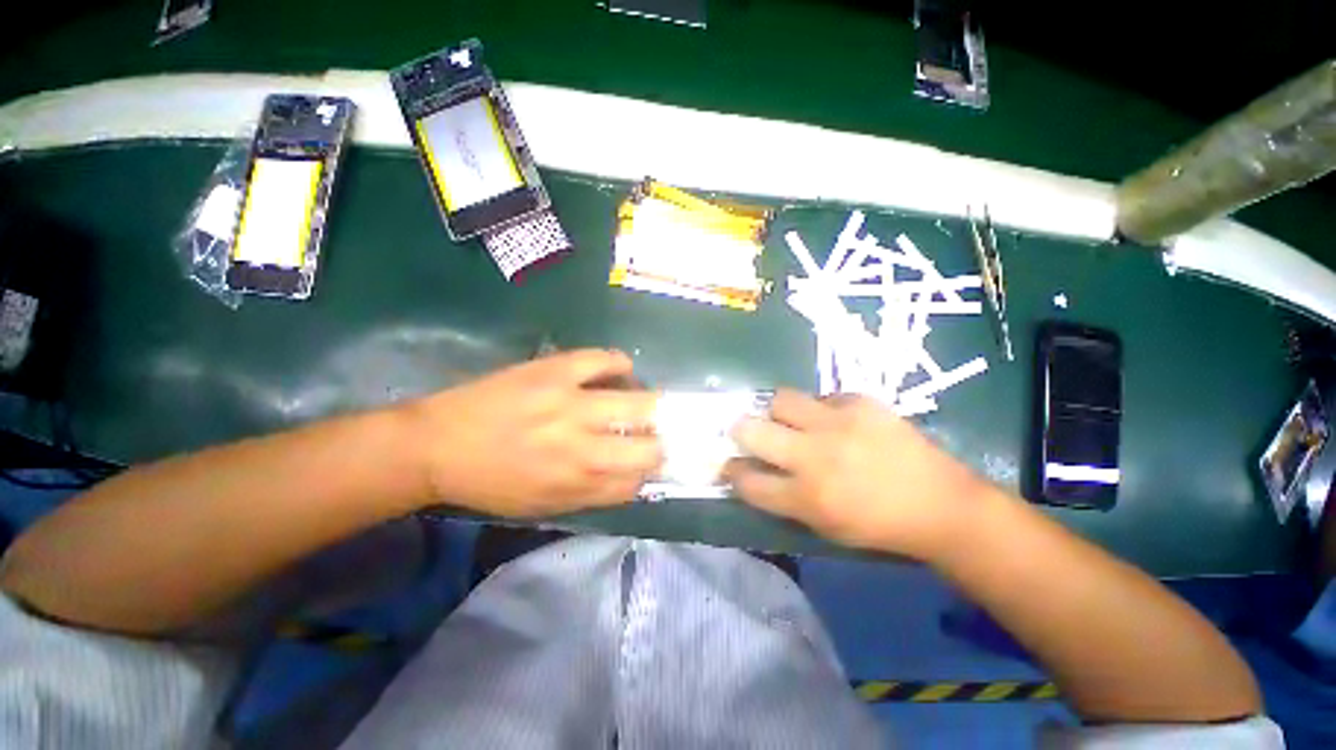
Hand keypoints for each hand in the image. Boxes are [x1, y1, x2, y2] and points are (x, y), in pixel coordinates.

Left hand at [408, 349, 661, 516]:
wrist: (437, 445)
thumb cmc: (491, 483)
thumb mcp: (542, 505)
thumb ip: (593, 494)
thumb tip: (631, 479)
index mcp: (578, 484)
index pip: (638, 481)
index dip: (650, 472)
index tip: (651, 462)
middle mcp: (584, 448)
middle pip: (650, 447)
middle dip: (660, 442)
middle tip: (653, 433)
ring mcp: (572, 404)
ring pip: (641, 403)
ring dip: (652, 406)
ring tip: (644, 402)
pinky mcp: (556, 371)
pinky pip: (604, 359)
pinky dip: (621, 363)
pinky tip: (622, 369)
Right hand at [726, 390, 993, 559]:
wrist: (940, 504)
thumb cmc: (876, 525)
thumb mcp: (823, 526)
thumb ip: (781, 498)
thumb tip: (750, 472)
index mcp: (806, 496)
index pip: (747, 479)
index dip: (731, 470)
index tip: (730, 464)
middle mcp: (814, 455)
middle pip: (751, 430)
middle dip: (739, 430)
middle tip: (746, 431)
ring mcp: (838, 423)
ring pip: (780, 399)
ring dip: (776, 411)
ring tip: (790, 420)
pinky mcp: (860, 403)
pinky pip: (821, 396)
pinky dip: (819, 409)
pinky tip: (835, 421)